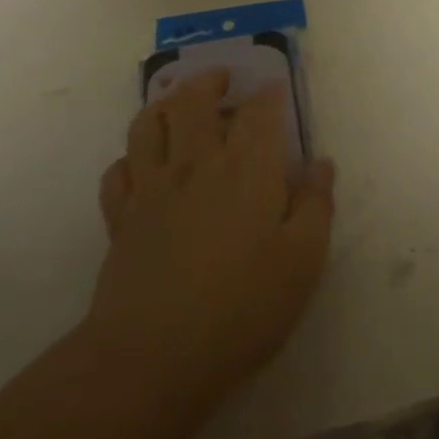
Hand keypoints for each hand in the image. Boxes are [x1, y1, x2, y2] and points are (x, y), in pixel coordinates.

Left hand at [88, 70, 334, 412]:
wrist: (153, 357)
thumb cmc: (242, 307)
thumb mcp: (302, 261)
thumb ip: (315, 206)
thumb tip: (320, 165)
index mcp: (246, 169)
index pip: (258, 111)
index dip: (269, 94)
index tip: (276, 90)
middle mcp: (196, 164)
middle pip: (192, 101)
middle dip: (209, 82)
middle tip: (222, 82)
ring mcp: (151, 189)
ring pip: (147, 124)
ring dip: (163, 105)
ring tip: (177, 105)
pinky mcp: (121, 219)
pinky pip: (118, 171)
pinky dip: (130, 158)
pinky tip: (143, 166)